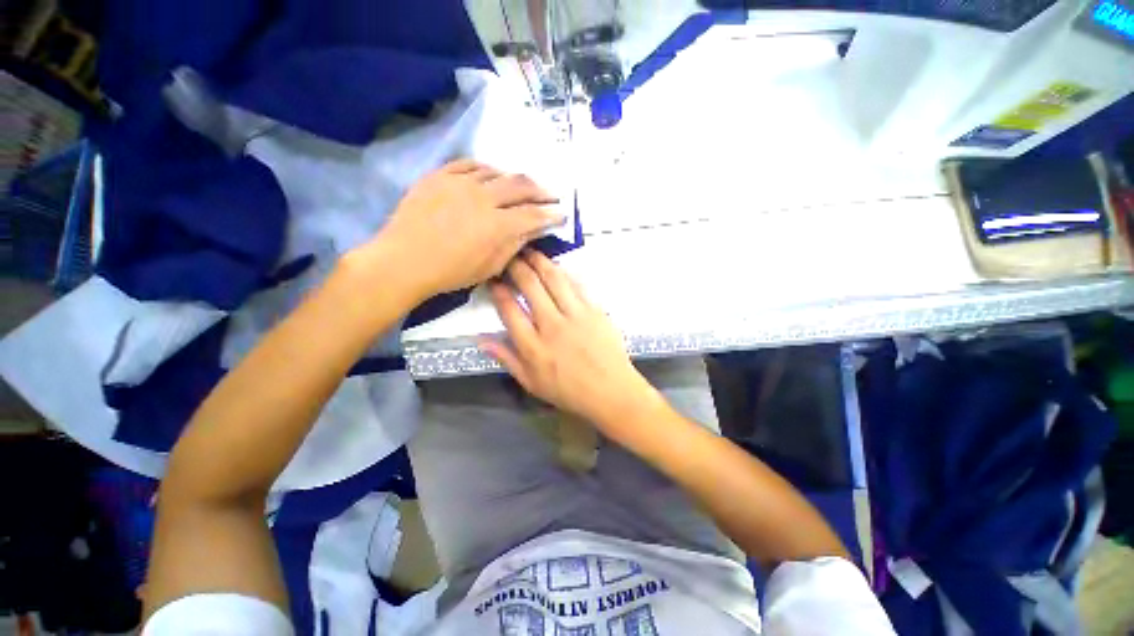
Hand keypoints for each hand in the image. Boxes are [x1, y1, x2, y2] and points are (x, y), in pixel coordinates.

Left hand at [355, 159, 564, 301]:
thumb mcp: (490, 266)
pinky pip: (469, 163)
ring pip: (497, 172)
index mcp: (497, 225)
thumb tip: (532, 229)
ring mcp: (460, 183)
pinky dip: (485, 169)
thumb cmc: (451, 272)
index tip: (562, 214)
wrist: (404, 260)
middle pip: (520, 185)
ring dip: (514, 180)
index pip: (534, 215)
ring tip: (521, 187)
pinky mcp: (440, 175)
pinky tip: (490, 175)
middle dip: (541, 191)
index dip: (551, 215)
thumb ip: (514, 244)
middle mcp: (483, 198)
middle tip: (551, 195)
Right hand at [482, 251, 664, 447]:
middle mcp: (552, 325)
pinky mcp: (595, 310)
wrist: (611, 391)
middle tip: (509, 256)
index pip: (510, 309)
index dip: (499, 290)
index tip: (493, 279)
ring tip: (530, 251)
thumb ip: (507, 359)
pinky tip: (557, 265)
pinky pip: (577, 284)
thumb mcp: (531, 383)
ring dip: (539, 262)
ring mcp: (576, 315)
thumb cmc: (569, 391)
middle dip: (516, 267)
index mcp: (533, 346)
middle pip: (530, 286)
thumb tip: (481, 340)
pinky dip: (564, 272)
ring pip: (554, 279)